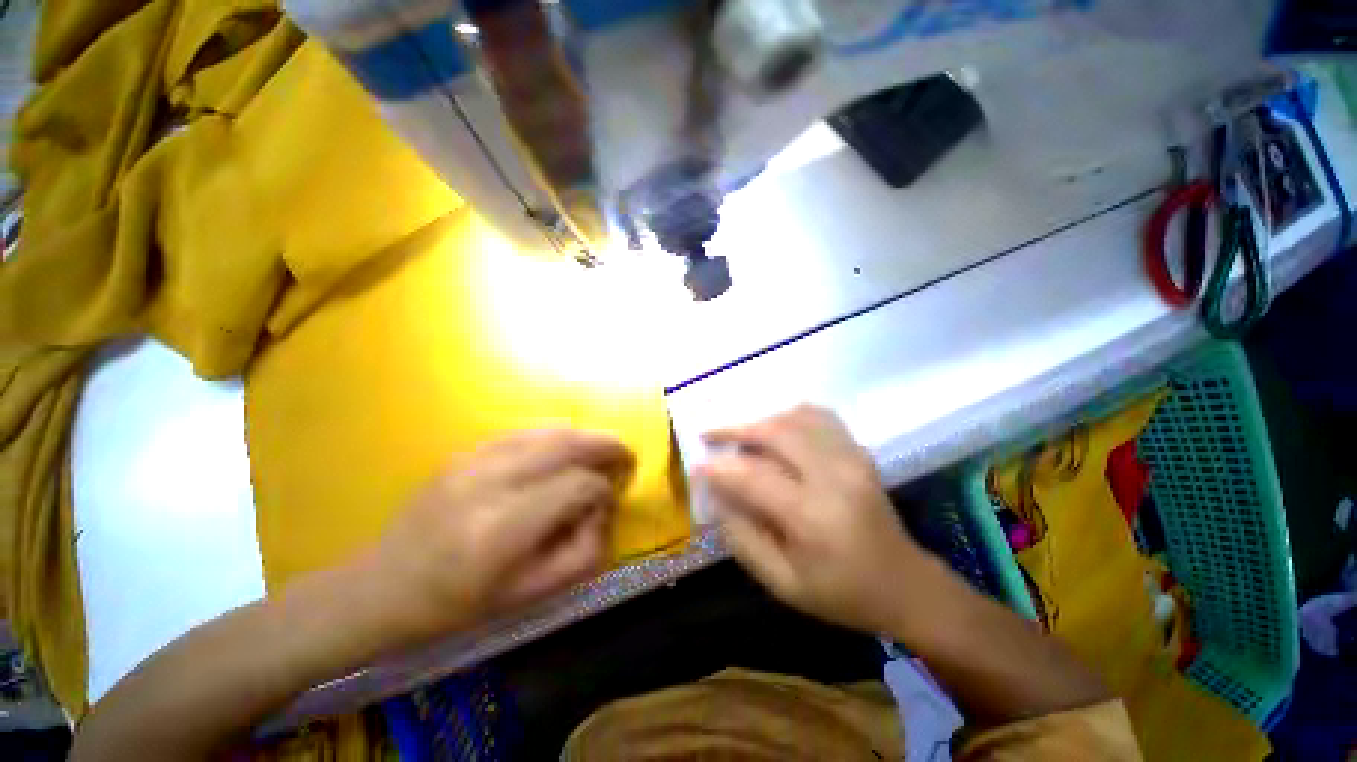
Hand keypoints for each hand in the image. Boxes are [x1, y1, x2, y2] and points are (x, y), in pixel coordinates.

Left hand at [367, 429, 634, 645]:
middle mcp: (489, 483)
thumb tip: (601, 509)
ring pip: (547, 431)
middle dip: (605, 445)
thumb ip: (581, 552)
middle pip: (566, 445)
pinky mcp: (464, 453)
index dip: (602, 491)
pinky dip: (553, 436)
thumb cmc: (456, 607)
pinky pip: (523, 432)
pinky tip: (563, 448)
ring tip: (600, 449)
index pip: (576, 486)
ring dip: (582, 436)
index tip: (607, 503)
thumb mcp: (529, 598)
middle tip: (625, 454)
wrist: (380, 589)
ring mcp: (472, 461)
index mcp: (502, 529)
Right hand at [698, 405, 935, 634]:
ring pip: (795, 418)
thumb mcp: (782, 582)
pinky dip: (791, 415)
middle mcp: (833, 477)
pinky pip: (819, 417)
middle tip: (712, 435)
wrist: (904, 584)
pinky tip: (777, 429)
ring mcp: (851, 458)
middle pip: (775, 433)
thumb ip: (742, 538)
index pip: (753, 477)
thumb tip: (716, 495)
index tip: (697, 464)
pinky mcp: (858, 451)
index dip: (719, 468)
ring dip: (761, 421)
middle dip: (736, 429)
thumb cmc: (840, 592)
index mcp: (812, 517)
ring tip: (741, 436)